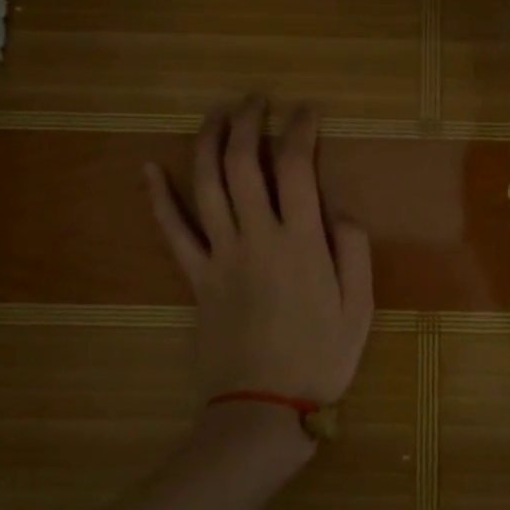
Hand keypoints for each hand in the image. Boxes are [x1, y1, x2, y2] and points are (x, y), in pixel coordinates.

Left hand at [144, 97, 374, 417]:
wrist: (260, 410)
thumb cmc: (319, 359)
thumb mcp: (360, 309)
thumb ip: (354, 252)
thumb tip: (340, 210)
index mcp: (301, 242)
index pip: (296, 167)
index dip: (300, 129)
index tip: (306, 109)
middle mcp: (256, 237)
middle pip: (243, 163)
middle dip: (248, 121)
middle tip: (256, 99)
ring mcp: (220, 255)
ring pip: (206, 185)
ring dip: (208, 141)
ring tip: (216, 112)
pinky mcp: (195, 277)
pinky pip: (173, 232)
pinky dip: (159, 198)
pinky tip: (149, 168)